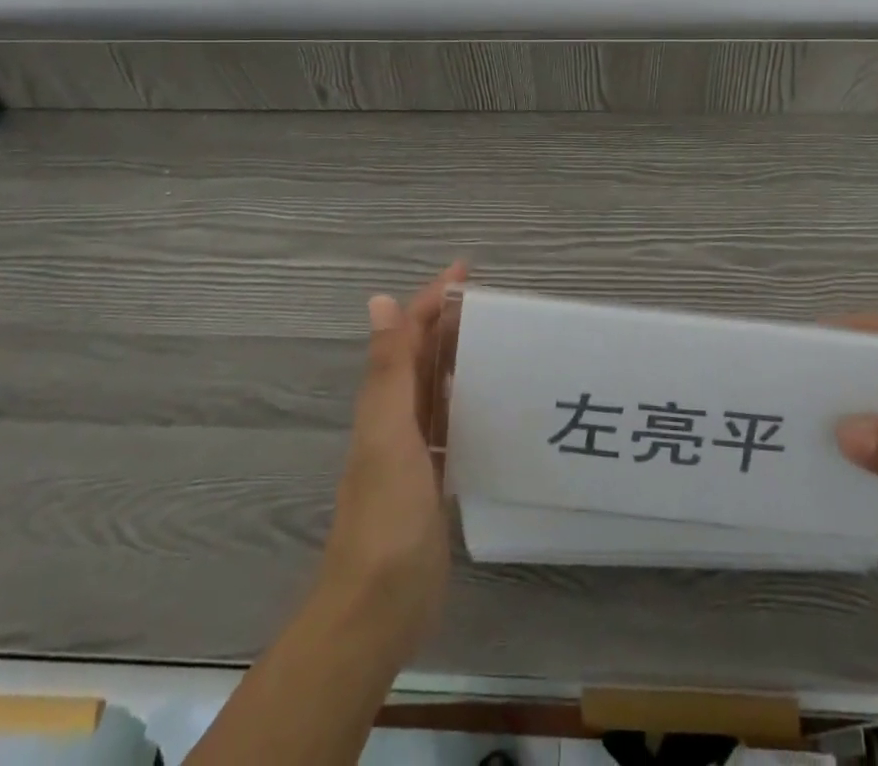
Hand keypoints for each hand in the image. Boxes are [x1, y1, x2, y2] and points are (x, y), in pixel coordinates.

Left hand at [314, 262, 462, 653]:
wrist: (379, 605)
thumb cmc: (386, 513)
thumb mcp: (388, 433)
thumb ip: (387, 368)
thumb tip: (379, 300)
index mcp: (385, 401)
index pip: (407, 334)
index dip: (432, 300)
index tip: (466, 273)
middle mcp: (396, 418)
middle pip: (423, 357)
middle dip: (448, 322)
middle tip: (493, 303)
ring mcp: (414, 451)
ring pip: (438, 388)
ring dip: (459, 358)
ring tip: (498, 339)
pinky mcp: (433, 480)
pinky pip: (451, 425)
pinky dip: (467, 403)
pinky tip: (491, 402)